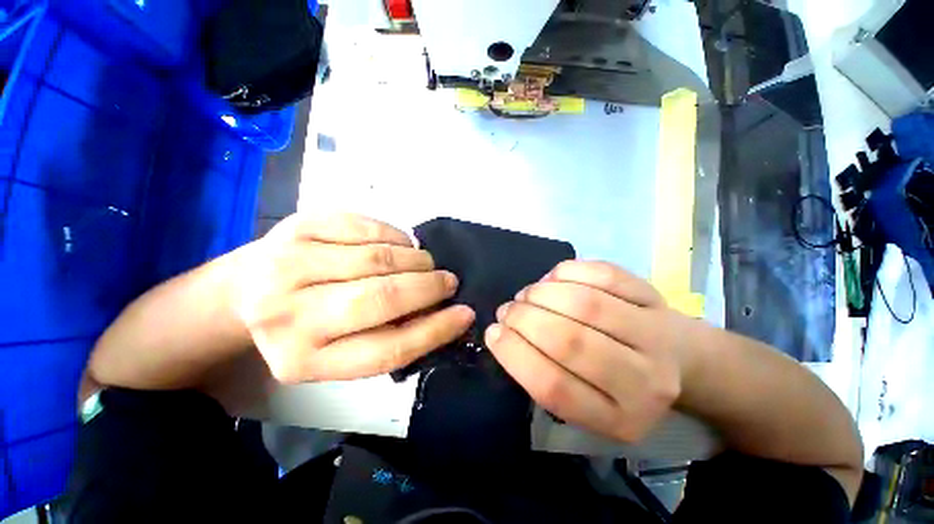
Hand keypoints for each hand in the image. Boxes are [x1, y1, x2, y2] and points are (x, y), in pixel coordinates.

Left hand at [237, 213, 474, 383]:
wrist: (245, 293)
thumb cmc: (305, 328)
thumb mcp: (341, 350)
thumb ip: (390, 336)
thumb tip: (441, 313)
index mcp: (304, 360)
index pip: (388, 348)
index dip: (435, 330)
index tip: (465, 314)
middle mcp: (290, 315)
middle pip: (382, 298)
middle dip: (429, 287)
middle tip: (448, 281)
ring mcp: (289, 264)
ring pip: (378, 258)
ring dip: (416, 260)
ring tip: (426, 264)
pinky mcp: (297, 226)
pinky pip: (365, 227)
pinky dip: (395, 236)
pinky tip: (401, 245)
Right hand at [485, 261, 697, 442]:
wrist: (679, 361)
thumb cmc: (618, 385)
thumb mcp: (584, 403)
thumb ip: (544, 377)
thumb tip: (504, 332)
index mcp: (618, 420)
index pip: (554, 387)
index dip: (514, 354)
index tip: (493, 332)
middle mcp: (644, 382)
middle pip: (570, 341)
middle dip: (524, 319)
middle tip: (508, 310)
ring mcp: (655, 334)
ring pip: (585, 304)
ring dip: (542, 293)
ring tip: (527, 294)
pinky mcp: (654, 297)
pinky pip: (602, 275)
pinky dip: (567, 272)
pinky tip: (554, 279)